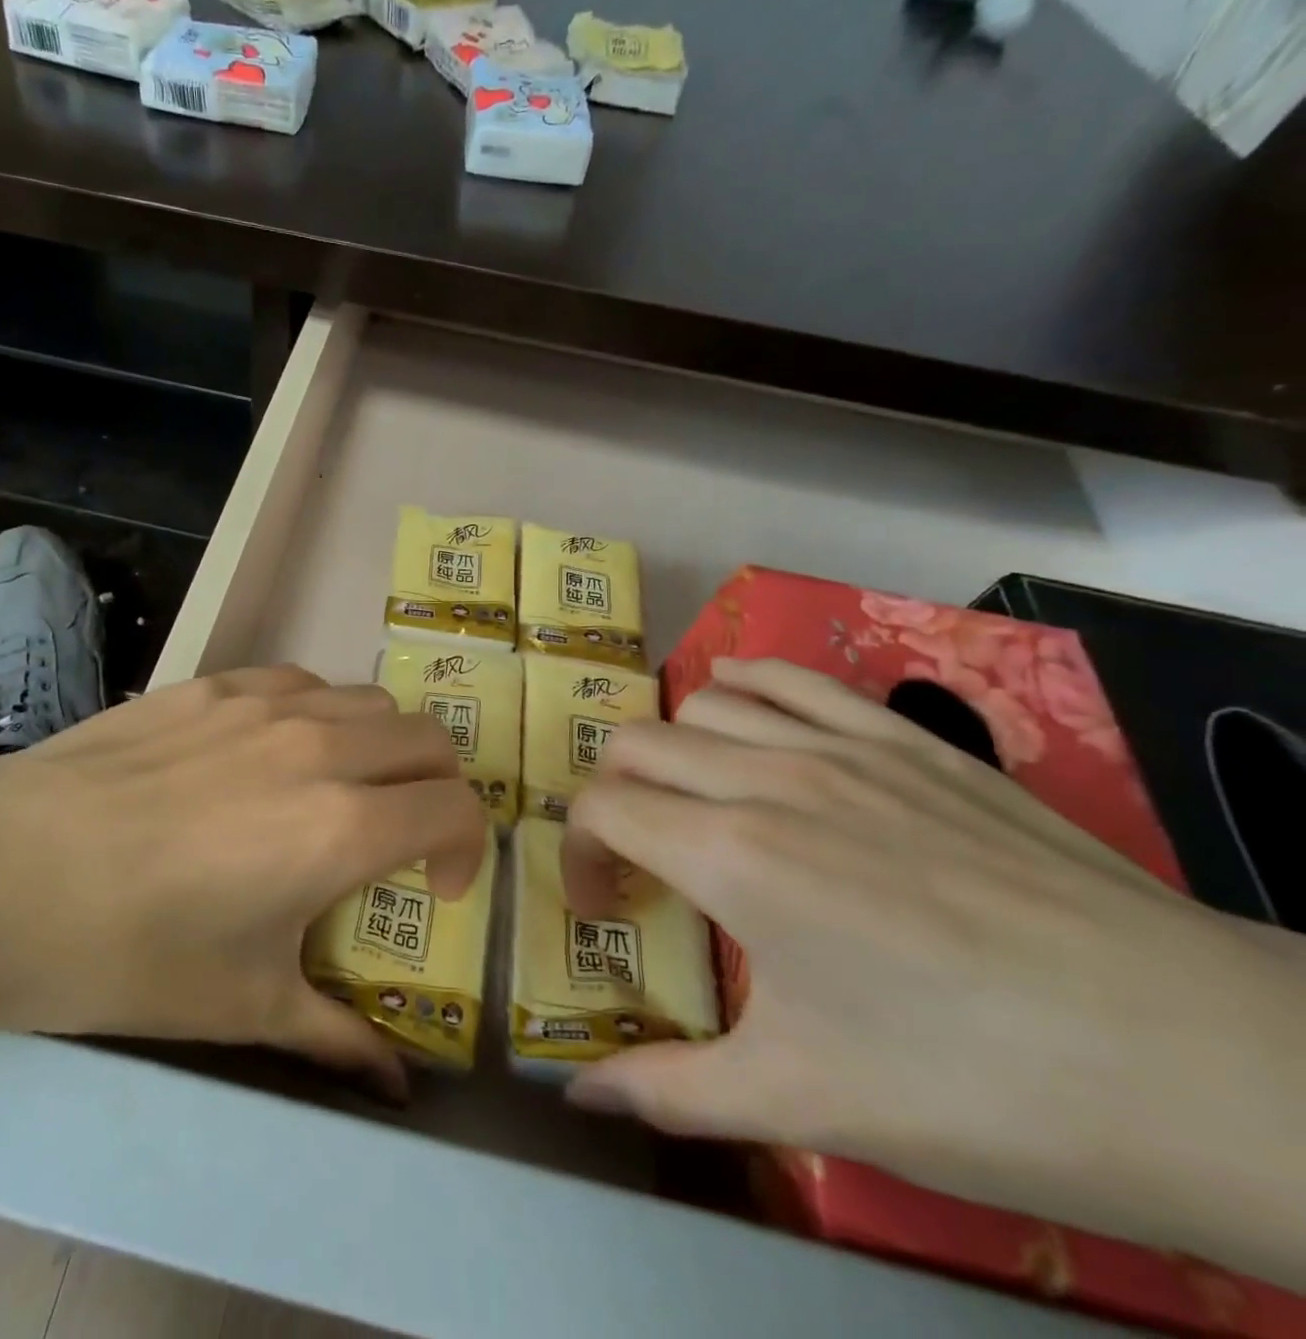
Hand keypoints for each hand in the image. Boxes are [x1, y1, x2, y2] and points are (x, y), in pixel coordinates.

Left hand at [0, 666, 484, 1095]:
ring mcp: (263, 703)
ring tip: (337, 791)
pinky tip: (271, 753)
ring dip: (380, 747)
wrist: (0, 875)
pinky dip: (318, 714)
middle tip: (400, 837)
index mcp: (342, 827)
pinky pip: (299, 682)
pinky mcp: (211, 683)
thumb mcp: (244, 1006)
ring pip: (369, 701)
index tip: (433, 888)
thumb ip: (337, 1038)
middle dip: (437, 790)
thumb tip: (398, 1084)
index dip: (467, 850)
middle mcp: (320, 747)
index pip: (457, 808)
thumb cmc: (129, 953)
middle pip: (429, 739)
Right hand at [560, 658, 1305, 1284]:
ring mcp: (842, 748)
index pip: (601, 807)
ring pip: (704, 703)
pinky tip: (737, 700)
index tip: (603, 903)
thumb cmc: (979, 1087)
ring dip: (675, 748)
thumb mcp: (804, 1103)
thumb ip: (670, 1089)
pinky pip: (793, 678)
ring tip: (695, 799)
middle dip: (613, 795)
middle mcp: (768, 780)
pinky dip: (744, 681)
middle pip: (636, 744)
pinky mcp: (908, 738)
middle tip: (640, 856)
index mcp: (731, 857)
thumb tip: (579, 1095)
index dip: (577, 852)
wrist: (1204, 1064)